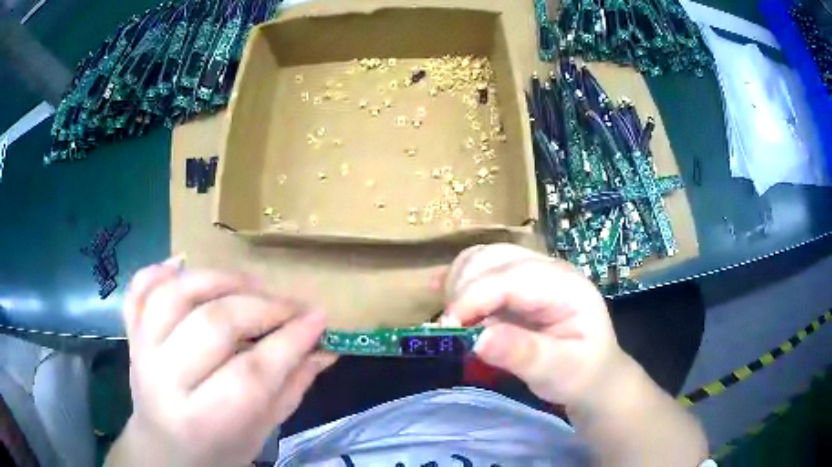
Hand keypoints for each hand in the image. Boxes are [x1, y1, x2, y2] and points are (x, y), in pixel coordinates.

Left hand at [108, 259, 335, 466]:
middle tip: (291, 306)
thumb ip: (290, 388)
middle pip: (213, 326)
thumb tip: (324, 348)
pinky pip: (139, 289)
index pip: (252, 373)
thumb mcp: (260, 432)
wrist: (164, 451)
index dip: (290, 340)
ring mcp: (141, 352)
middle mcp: (164, 381)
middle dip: (262, 308)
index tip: (319, 317)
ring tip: (250, 284)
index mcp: (203, 420)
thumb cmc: (218, 450)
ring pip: (174, 295)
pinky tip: (184, 265)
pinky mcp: (131, 334)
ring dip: (218, 280)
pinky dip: (161, 269)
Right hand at [441, 244, 621, 408]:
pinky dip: (459, 280)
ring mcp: (532, 272)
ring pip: (482, 258)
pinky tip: (441, 293)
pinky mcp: (517, 283)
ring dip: (458, 283)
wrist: (593, 374)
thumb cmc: (581, 374)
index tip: (447, 327)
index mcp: (566, 286)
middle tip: (450, 329)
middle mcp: (548, 269)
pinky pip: (481, 269)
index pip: (512, 278)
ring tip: (454, 320)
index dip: (474, 297)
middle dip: (463, 289)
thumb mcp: (560, 372)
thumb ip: (524, 355)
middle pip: (493, 258)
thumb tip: (478, 341)